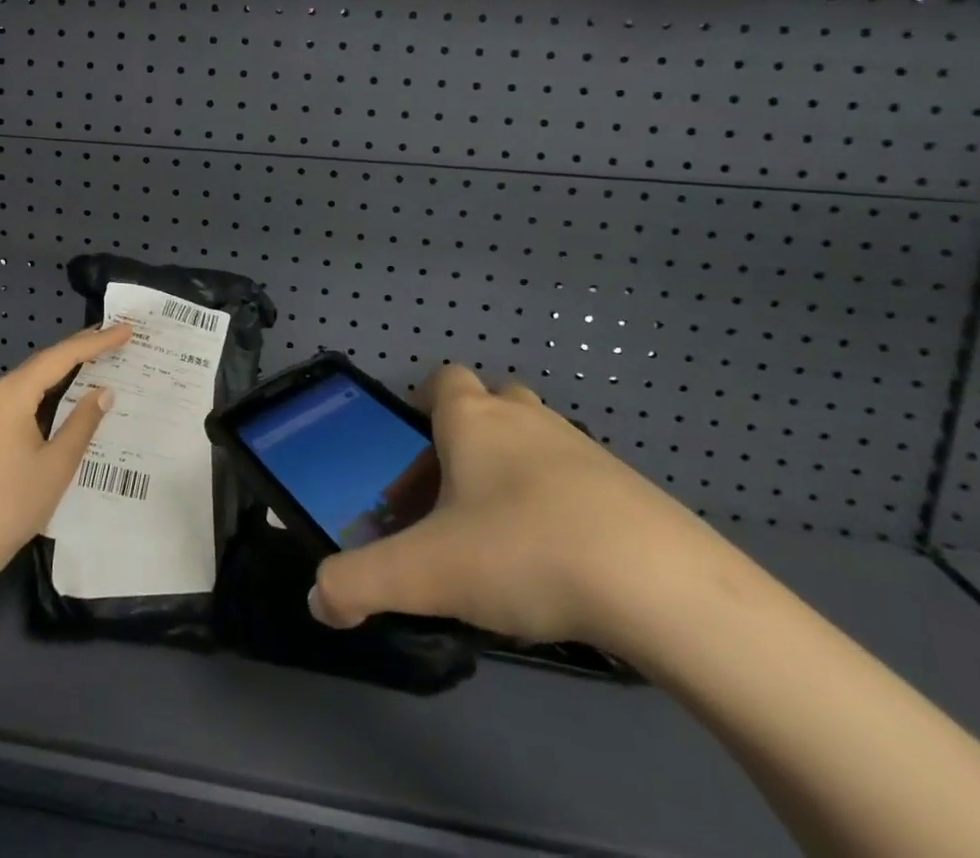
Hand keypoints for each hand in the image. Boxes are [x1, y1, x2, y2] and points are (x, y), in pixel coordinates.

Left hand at [0, 322, 131, 584]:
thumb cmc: (11, 505)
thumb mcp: (57, 464)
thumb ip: (82, 422)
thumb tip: (103, 391)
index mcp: (10, 394)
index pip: (61, 357)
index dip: (96, 343)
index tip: (125, 330)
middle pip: (43, 363)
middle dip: (80, 350)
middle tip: (116, 338)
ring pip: (31, 380)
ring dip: (63, 371)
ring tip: (99, 359)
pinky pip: (19, 397)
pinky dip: (46, 391)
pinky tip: (66, 393)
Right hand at [309, 363, 739, 650]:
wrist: (662, 585)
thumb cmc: (523, 553)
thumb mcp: (426, 574)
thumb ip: (360, 582)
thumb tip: (317, 599)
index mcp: (473, 422)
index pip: (443, 380)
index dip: (424, 407)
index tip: (417, 456)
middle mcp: (525, 420)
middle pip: (490, 406)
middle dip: (466, 442)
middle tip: (453, 500)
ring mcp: (583, 449)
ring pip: (535, 440)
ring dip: (513, 472)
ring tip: (502, 537)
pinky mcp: (629, 487)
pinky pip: (578, 480)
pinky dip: (560, 505)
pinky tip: (561, 561)